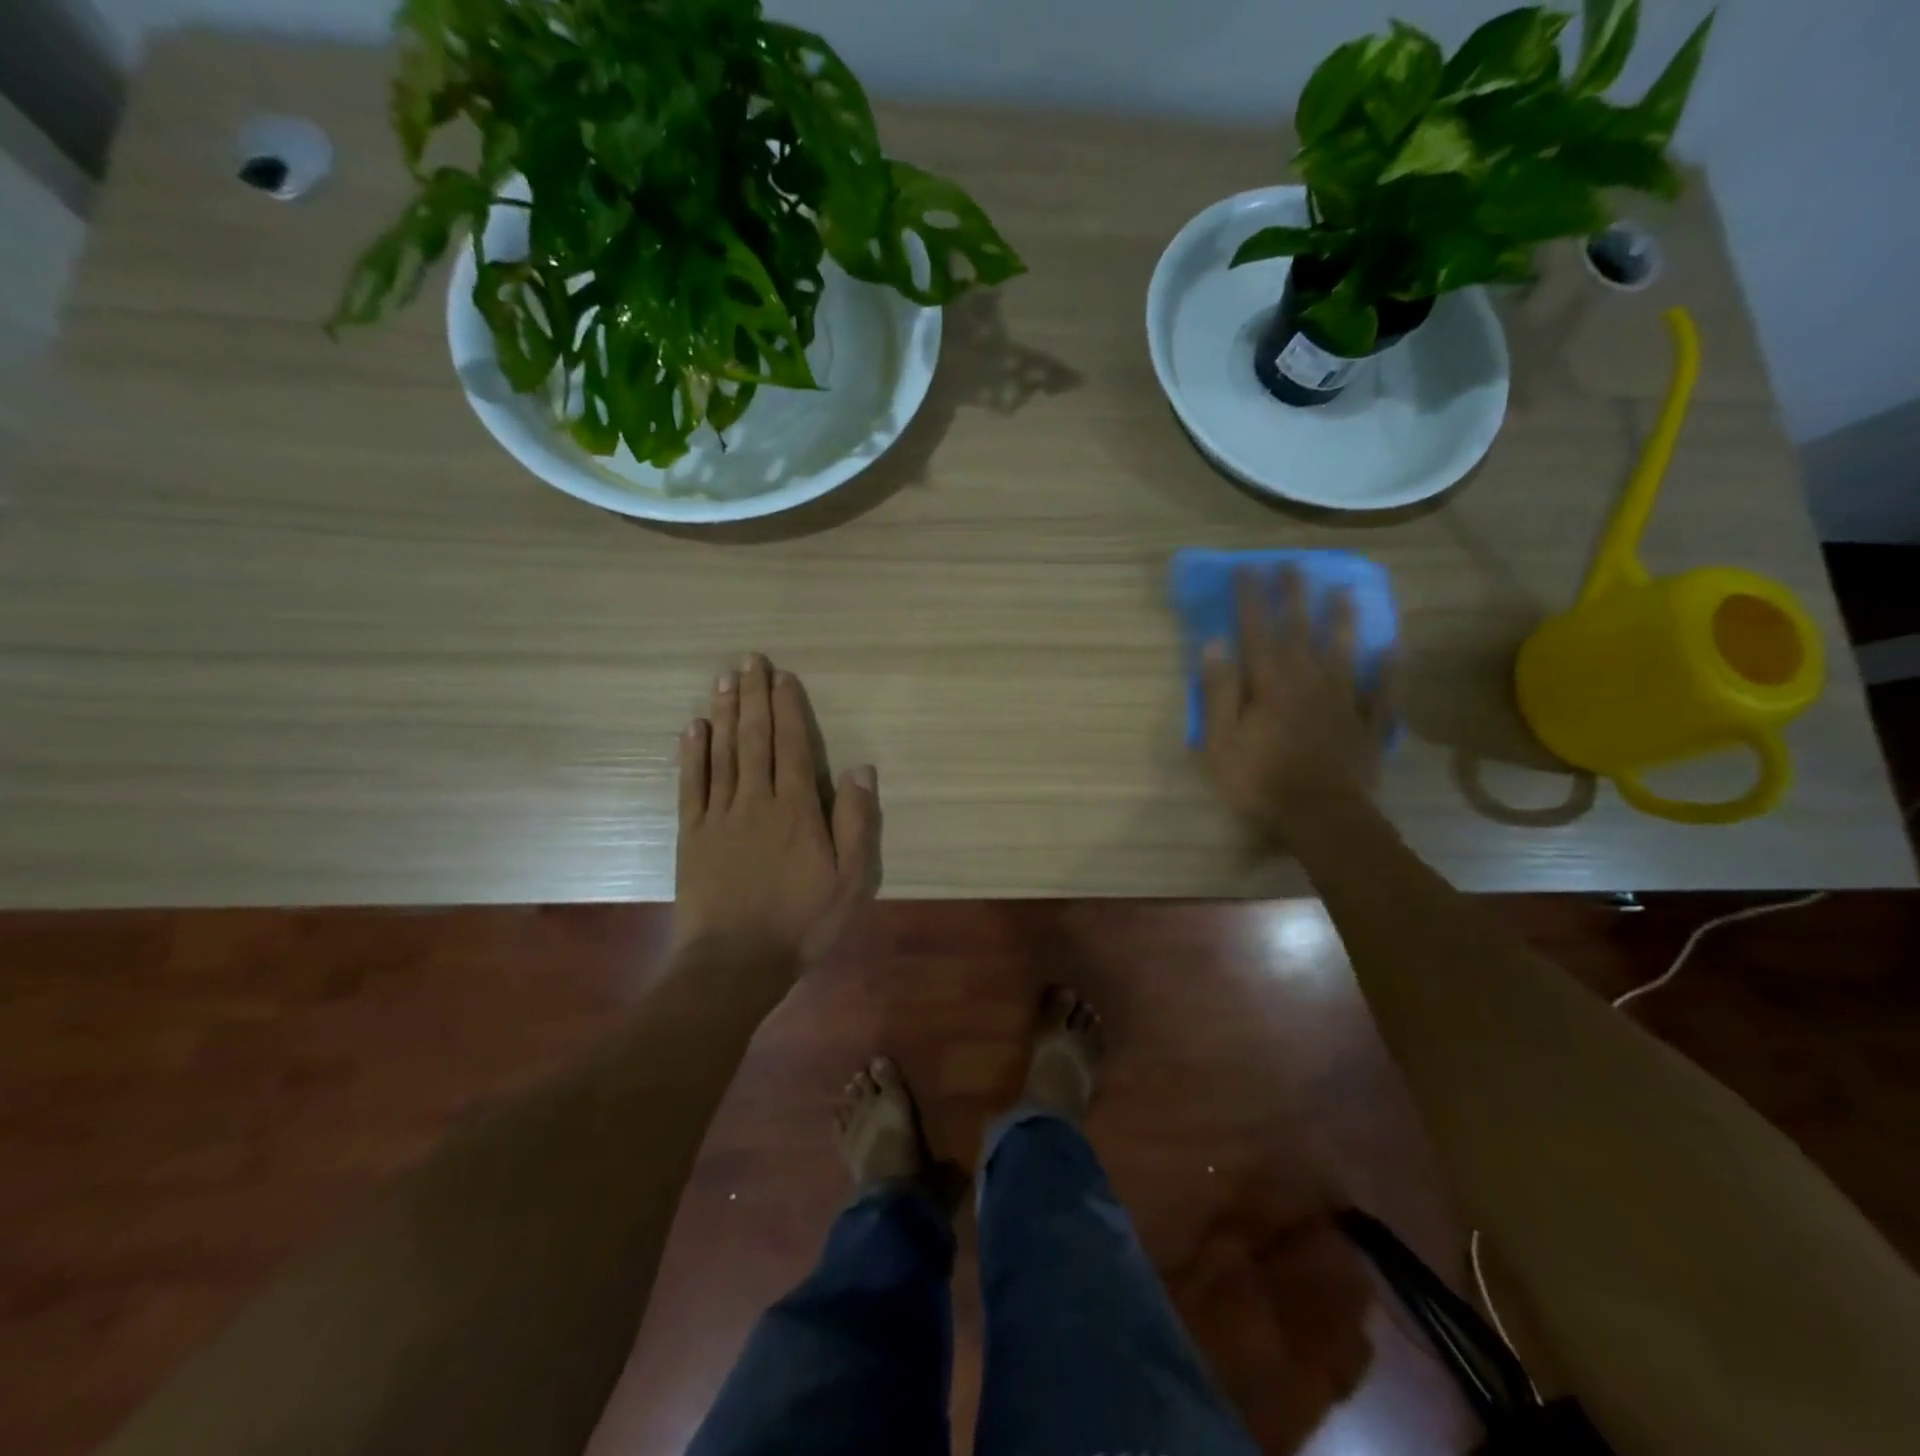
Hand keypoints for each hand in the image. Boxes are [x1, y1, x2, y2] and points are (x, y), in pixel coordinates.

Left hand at [673, 655, 881, 969]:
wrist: (734, 962)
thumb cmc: (801, 922)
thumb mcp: (849, 880)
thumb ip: (855, 822)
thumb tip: (861, 769)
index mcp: (796, 809)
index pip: (792, 746)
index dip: (788, 708)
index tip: (783, 677)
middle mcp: (756, 800)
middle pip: (755, 738)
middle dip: (754, 697)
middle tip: (749, 660)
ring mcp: (719, 815)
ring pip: (723, 752)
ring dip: (725, 713)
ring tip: (724, 679)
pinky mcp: (692, 834)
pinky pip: (691, 784)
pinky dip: (692, 753)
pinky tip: (693, 728)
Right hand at [1200, 567, 1394, 836]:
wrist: (1322, 817)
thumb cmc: (1260, 782)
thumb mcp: (1221, 741)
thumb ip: (1219, 691)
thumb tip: (1216, 644)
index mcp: (1271, 684)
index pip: (1258, 631)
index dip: (1251, 599)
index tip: (1247, 568)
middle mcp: (1309, 682)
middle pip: (1301, 631)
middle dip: (1294, 596)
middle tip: (1294, 565)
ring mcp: (1343, 702)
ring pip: (1344, 652)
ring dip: (1343, 620)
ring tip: (1345, 590)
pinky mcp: (1367, 725)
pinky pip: (1381, 690)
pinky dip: (1388, 668)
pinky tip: (1394, 648)